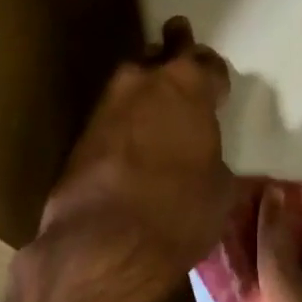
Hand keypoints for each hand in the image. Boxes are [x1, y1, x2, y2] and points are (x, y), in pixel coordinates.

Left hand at [18, 18, 235, 301]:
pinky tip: (134, 141)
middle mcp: (143, 82)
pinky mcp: (81, 135)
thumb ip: (213, 157)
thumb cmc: (181, 212)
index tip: (218, 90)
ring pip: (131, 82)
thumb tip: (204, 159)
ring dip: (145, 90)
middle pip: (161, 56)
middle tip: (182, 72)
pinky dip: (126, 122)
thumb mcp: (220, 187)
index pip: (207, 64)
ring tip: (158, 107)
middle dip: (173, 60)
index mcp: (188, 86)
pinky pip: (113, 116)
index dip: (215, 77)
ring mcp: (106, 106)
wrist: (107, 245)